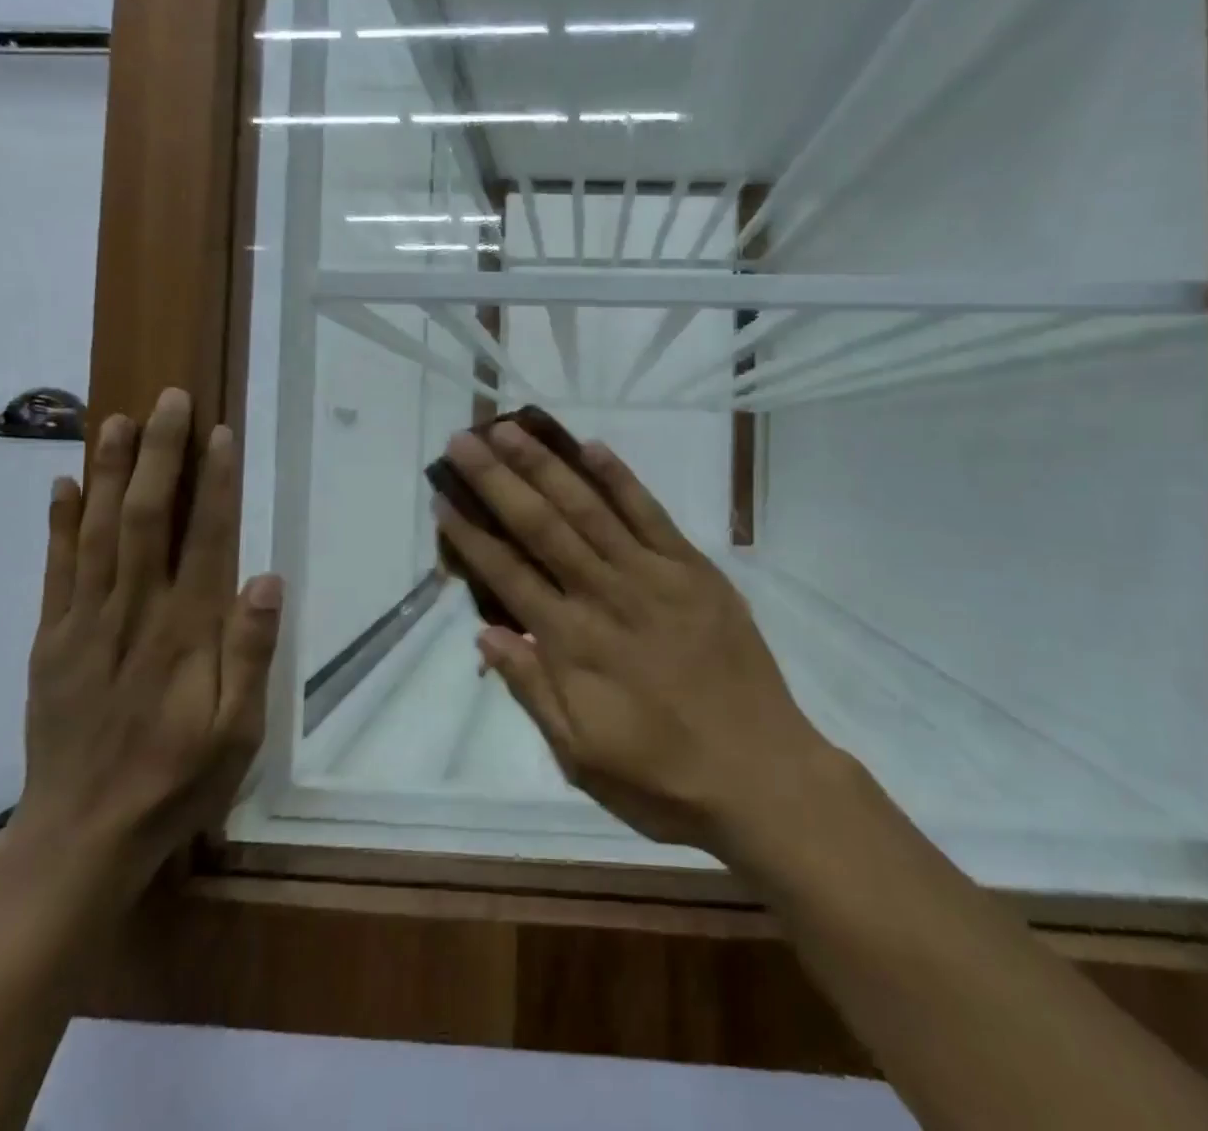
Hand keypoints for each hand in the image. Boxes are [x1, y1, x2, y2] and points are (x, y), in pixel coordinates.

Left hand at [8, 388, 281, 903]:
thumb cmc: (178, 779)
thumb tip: (268, 578)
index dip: (214, 483)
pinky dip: (57, 525)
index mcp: (186, 632)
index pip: (206, 539)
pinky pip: (53, 572)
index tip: (218, 434)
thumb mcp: (240, 731)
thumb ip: (252, 652)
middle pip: (146, 518)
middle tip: (168, 400)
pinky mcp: (49, 642)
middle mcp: (133, 613)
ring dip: (107, 472)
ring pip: (96, 532)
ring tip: (116, 420)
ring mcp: (82, 625)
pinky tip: (62, 485)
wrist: (81, 838)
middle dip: (158, 455)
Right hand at [433, 422, 834, 852]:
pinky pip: (652, 514)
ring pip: (590, 508)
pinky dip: (621, 479)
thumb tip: (485, 634)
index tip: (443, 501)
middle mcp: (606, 596)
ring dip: (547, 465)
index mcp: (573, 645)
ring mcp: (654, 576)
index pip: (508, 575)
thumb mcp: (581, 758)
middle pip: (542, 526)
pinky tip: (592, 447)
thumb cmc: (664, 779)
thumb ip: (532, 690)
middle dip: (498, 480)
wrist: (764, 776)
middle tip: (463, 440)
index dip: (472, 536)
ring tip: (512, 429)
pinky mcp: (695, 570)